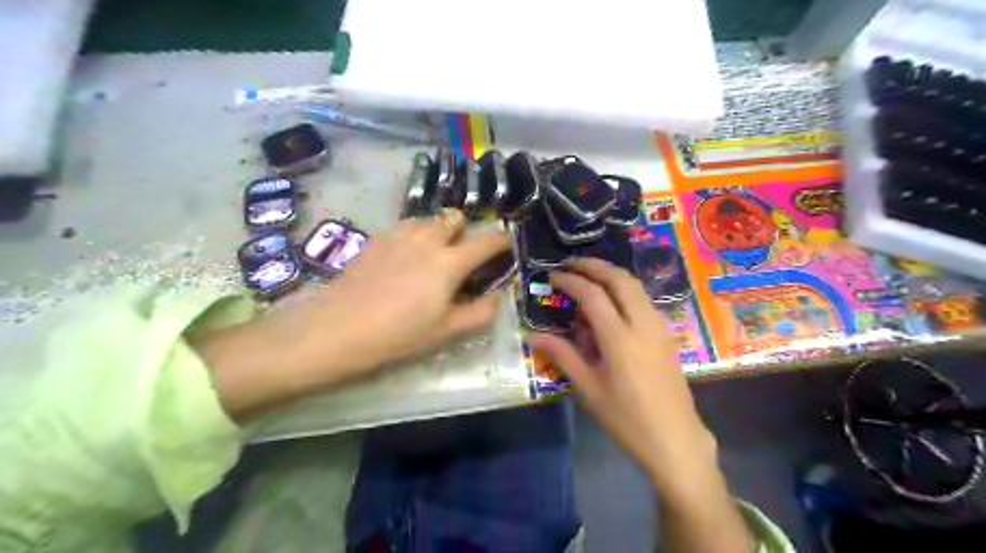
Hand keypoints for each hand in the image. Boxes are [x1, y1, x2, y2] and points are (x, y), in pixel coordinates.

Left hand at [312, 210, 512, 372]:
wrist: (341, 328)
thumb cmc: (400, 334)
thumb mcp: (447, 331)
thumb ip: (481, 312)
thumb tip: (499, 295)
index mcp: (450, 262)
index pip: (487, 240)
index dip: (503, 239)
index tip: (507, 243)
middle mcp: (428, 239)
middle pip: (454, 218)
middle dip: (464, 230)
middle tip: (461, 254)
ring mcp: (400, 235)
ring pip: (428, 219)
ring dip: (439, 230)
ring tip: (432, 254)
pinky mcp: (377, 239)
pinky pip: (405, 226)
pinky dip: (415, 235)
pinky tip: (404, 258)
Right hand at [523, 257, 716, 483]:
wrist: (674, 438)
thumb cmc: (626, 418)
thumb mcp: (588, 388)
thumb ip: (562, 355)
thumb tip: (532, 335)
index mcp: (620, 338)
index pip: (593, 295)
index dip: (571, 281)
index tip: (552, 276)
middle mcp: (643, 323)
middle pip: (620, 279)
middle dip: (595, 266)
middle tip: (571, 265)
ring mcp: (659, 327)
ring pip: (635, 286)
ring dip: (611, 275)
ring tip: (588, 277)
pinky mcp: (666, 334)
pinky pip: (643, 300)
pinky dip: (624, 290)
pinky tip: (611, 303)